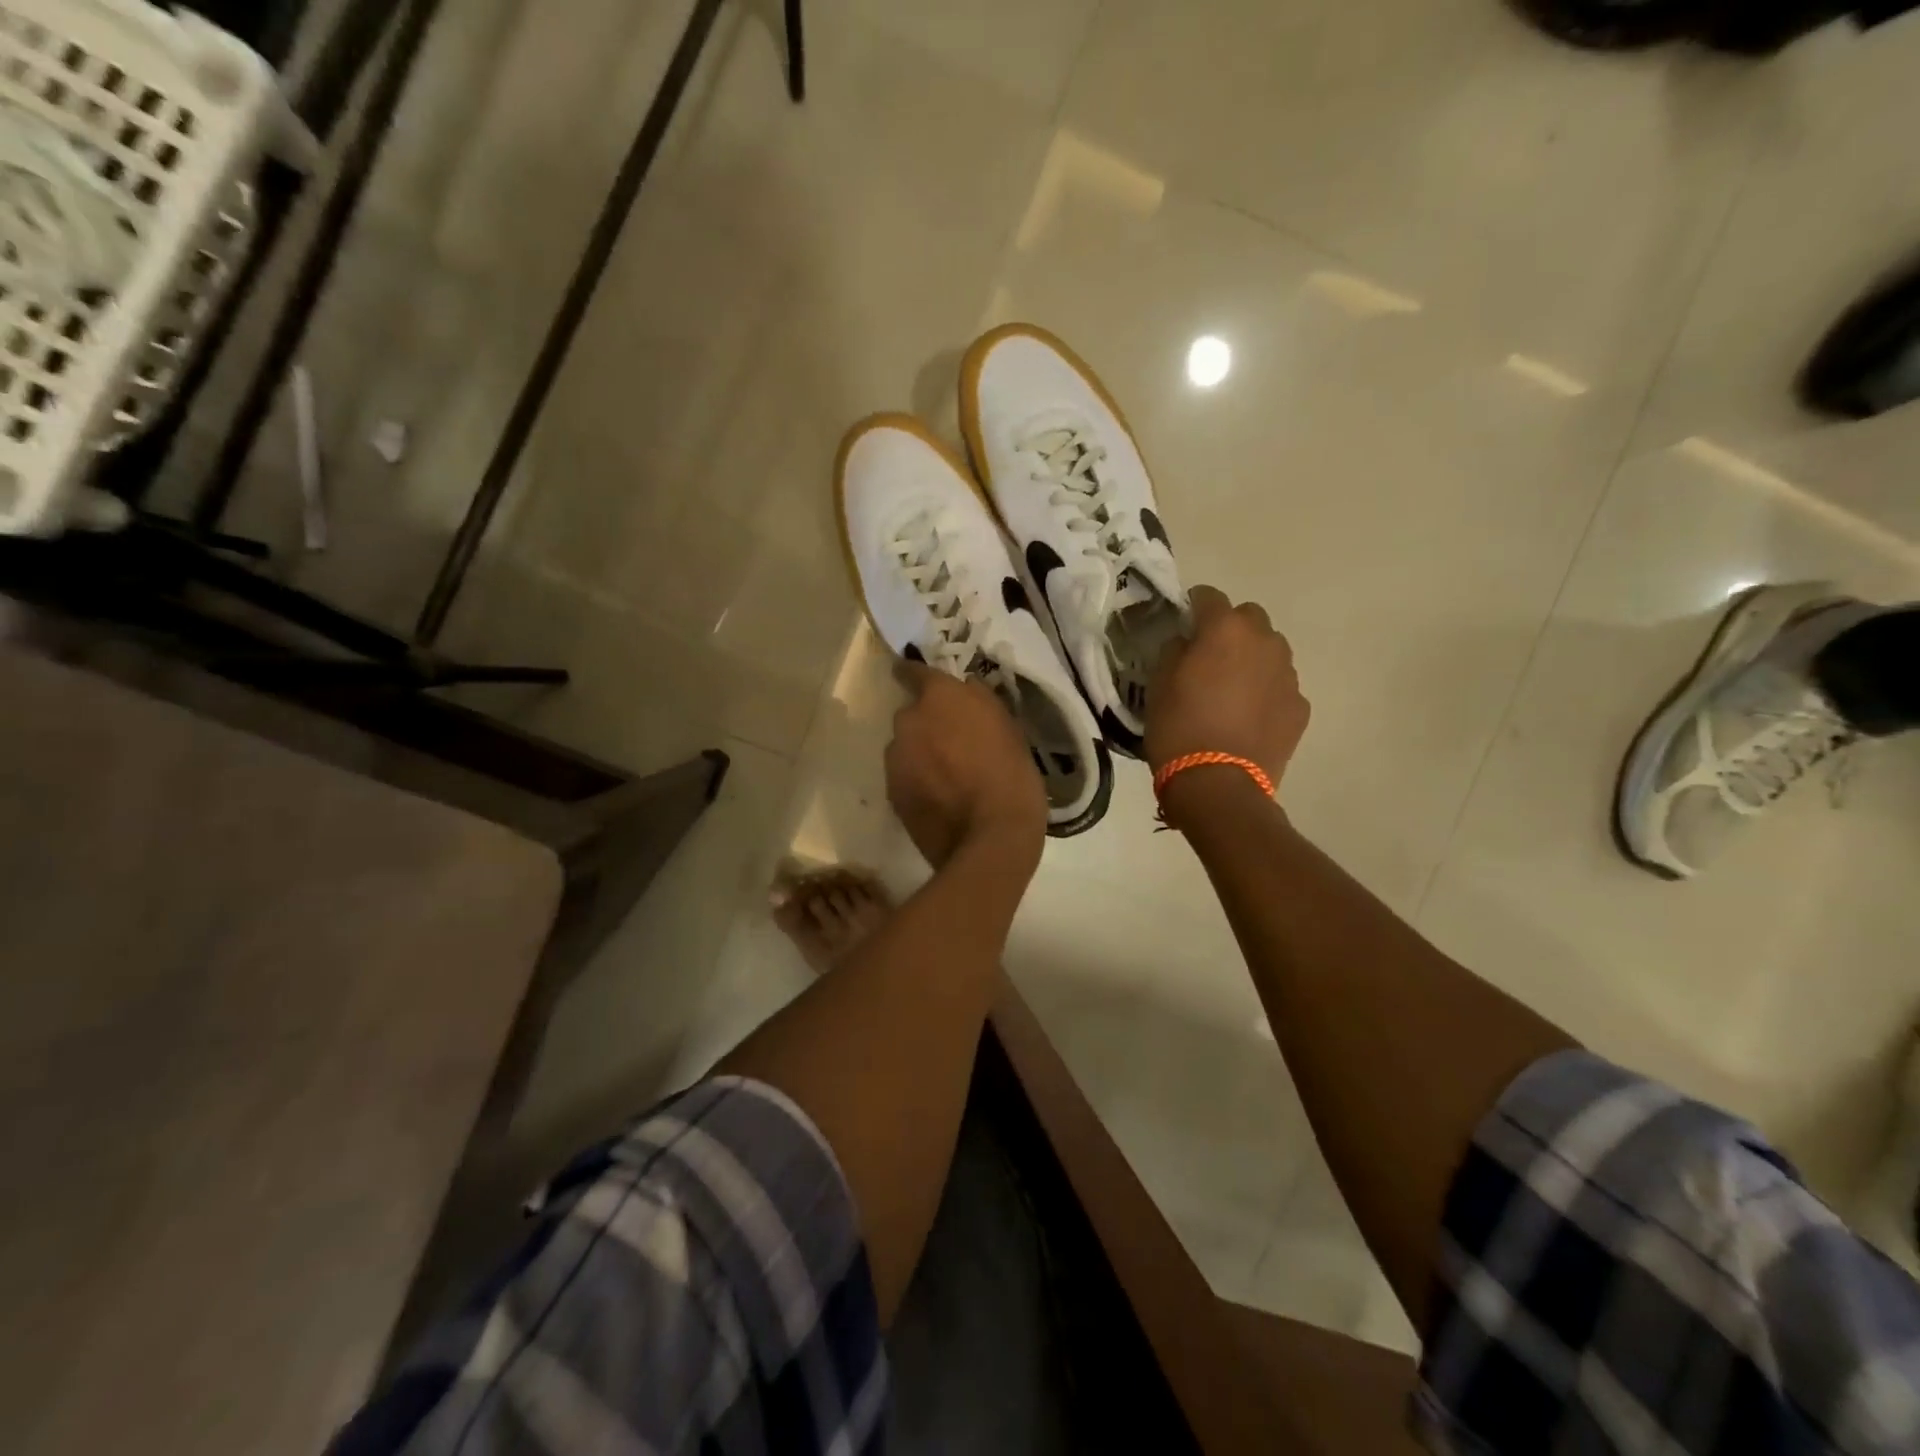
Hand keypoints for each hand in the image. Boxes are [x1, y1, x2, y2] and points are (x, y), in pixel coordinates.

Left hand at [886, 663, 1047, 870]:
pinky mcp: (891, 791)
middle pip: (912, 714)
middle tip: (954, 743)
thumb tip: (965, 688)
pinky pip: (903, 774)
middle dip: (928, 723)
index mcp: (940, 697)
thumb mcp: (1010, 728)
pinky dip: (917, 779)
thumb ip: (981, 702)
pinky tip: (940, 797)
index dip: (916, 674)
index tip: (919, 678)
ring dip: (921, 752)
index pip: (914, 671)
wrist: (990, 840)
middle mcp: (908, 720)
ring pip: (906, 745)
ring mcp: (895, 757)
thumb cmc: (1011, 776)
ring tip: (948, 776)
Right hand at [1146, 584, 1309, 795]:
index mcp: (1225, 630)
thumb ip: (1174, 651)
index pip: (1209, 596)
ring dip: (1252, 658)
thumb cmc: (1178, 728)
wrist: (1219, 784)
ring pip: (1270, 650)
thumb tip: (1187, 642)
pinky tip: (1249, 716)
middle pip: (1249, 617)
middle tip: (1210, 656)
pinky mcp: (1300, 706)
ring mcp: (1288, 674)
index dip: (1193, 606)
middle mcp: (1264, 641)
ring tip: (1232, 688)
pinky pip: (1281, 685)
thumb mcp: (1158, 684)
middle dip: (1230, 629)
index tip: (1183, 622)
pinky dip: (1266, 691)